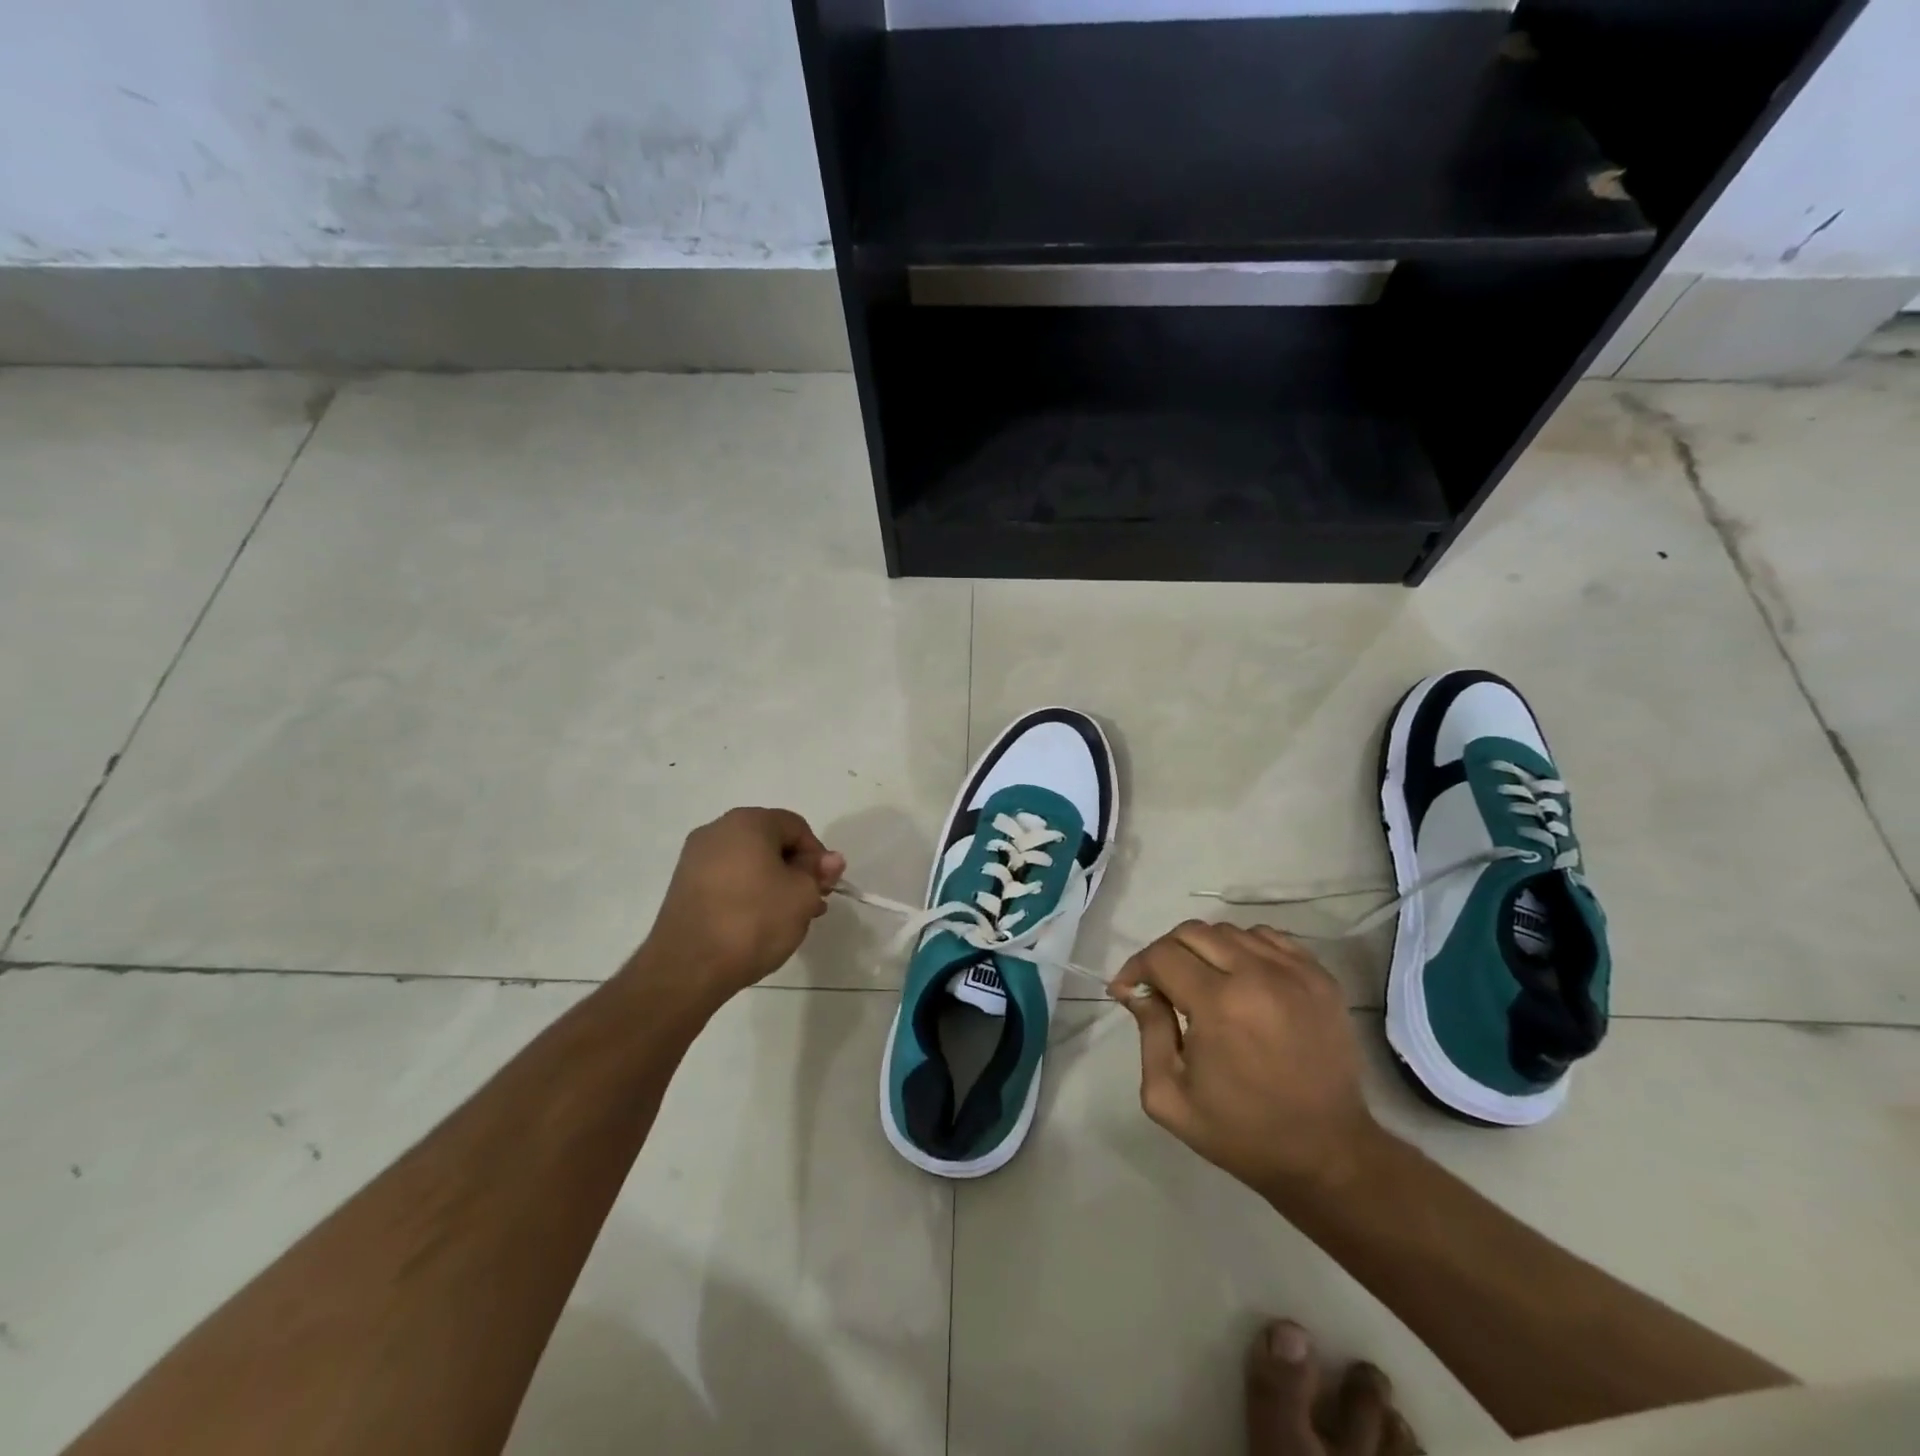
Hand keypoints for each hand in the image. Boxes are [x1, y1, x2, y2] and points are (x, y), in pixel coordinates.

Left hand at [631, 808, 844, 1008]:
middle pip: (771, 843)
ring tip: (788, 919)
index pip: (797, 827)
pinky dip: (747, 894)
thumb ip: (818, 872)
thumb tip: (830, 860)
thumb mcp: (802, 895)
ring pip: (749, 863)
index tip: (824, 888)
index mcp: (747, 822)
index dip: (818, 856)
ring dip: (774, 884)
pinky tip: (758, 923)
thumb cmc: (753, 921)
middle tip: (811, 904)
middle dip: (796, 871)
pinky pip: (727, 880)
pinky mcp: (684, 886)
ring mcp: (695, 858)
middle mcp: (717, 830)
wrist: (688, 968)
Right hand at [1112, 922, 1379, 1194]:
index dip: (1137, 967)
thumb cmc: (1241, 1132)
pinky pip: (1268, 938)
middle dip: (1165, 954)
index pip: (1162, 955)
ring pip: (1229, 931)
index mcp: (1218, 1005)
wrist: (1328, 1154)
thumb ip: (1148, 1033)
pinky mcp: (1320, 977)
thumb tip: (1138, 991)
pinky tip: (1241, 979)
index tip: (1129, 990)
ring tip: (1202, 983)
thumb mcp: (1170, 1097)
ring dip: (1204, 950)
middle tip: (1161, 985)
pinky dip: (1244, 949)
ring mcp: (1294, 972)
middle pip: (1192, 932)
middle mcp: (1257, 975)